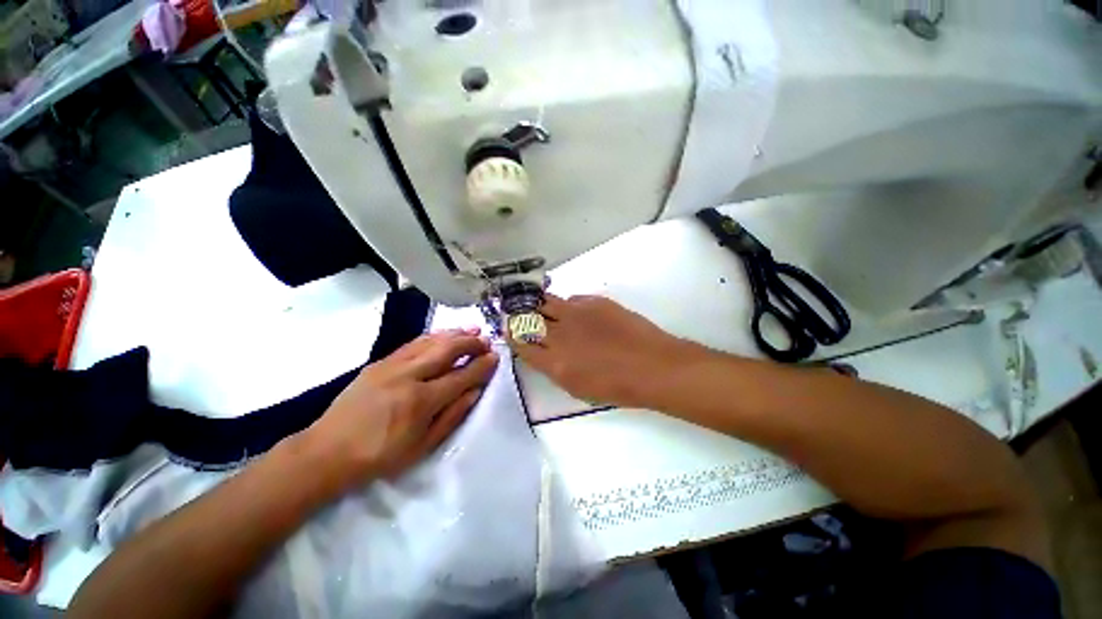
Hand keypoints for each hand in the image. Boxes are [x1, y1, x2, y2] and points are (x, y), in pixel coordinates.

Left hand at [306, 329, 498, 485]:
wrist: (326, 452)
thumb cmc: (380, 456)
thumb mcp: (422, 447)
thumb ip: (453, 416)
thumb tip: (475, 391)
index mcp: (421, 401)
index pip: (462, 376)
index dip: (482, 365)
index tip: (495, 357)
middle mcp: (409, 376)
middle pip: (447, 350)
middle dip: (471, 343)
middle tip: (486, 340)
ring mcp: (392, 365)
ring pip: (431, 341)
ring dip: (454, 334)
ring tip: (472, 330)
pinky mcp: (380, 362)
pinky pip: (413, 342)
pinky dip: (433, 335)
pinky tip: (443, 334)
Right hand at [510, 295, 695, 407]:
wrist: (652, 365)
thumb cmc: (617, 386)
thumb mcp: (577, 387)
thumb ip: (553, 367)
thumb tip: (541, 350)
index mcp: (555, 362)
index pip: (520, 343)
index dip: (513, 335)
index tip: (511, 331)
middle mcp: (560, 333)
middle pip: (527, 317)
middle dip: (520, 316)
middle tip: (521, 315)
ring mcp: (576, 313)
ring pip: (546, 301)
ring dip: (540, 305)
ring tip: (543, 309)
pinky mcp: (594, 301)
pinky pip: (571, 299)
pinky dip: (568, 306)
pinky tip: (576, 313)